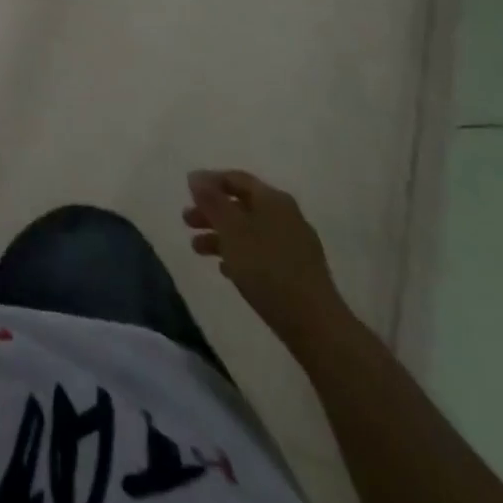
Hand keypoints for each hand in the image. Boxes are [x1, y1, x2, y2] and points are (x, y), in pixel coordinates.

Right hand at [184, 169, 349, 348]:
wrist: (316, 326)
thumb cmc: (267, 269)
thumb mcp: (231, 230)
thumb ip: (211, 201)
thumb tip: (196, 177)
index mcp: (273, 199)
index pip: (235, 178)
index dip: (208, 182)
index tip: (187, 192)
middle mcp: (286, 215)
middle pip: (241, 205)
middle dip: (211, 212)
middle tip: (187, 221)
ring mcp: (295, 244)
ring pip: (250, 230)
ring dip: (221, 236)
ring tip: (198, 250)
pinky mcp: (299, 272)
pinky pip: (262, 253)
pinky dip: (240, 255)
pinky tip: (226, 270)